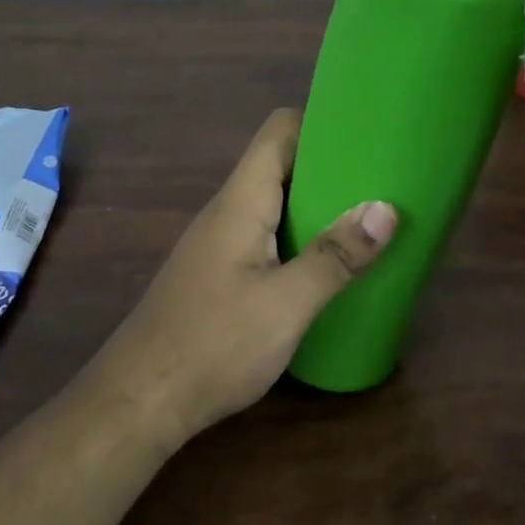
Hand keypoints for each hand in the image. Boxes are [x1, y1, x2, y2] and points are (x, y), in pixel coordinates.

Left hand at [82, 108, 395, 444]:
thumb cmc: (214, 344)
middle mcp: (229, 210)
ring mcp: (221, 242)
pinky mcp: (220, 273)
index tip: (367, 134)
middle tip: (383, 181)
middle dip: (331, 167)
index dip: (321, 123)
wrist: (138, 402)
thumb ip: (336, 257)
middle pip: (282, 164)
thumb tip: (386, 209)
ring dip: (318, 205)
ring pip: (276, 202)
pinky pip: (268, 235)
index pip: (280, 131)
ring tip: (368, 220)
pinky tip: (328, 266)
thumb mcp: (286, 304)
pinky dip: (301, 237)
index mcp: (242, 200)